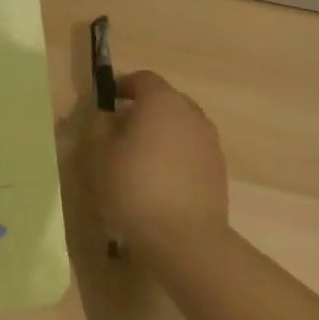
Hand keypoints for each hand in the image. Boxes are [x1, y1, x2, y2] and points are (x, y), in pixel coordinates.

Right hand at [70, 70, 229, 264]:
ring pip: (181, 127)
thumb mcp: (99, 154)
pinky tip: (160, 181)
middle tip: (120, 131)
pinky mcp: (219, 171)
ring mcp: (210, 143)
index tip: (106, 101)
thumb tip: (105, 115)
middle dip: (143, 110)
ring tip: (139, 159)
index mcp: (161, 101)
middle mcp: (191, 114)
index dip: (122, 86)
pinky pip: (192, 152)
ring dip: (162, 134)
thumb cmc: (133, 187)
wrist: (184, 239)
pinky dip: (176, 157)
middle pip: (165, 101)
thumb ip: (99, 126)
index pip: (142, 79)